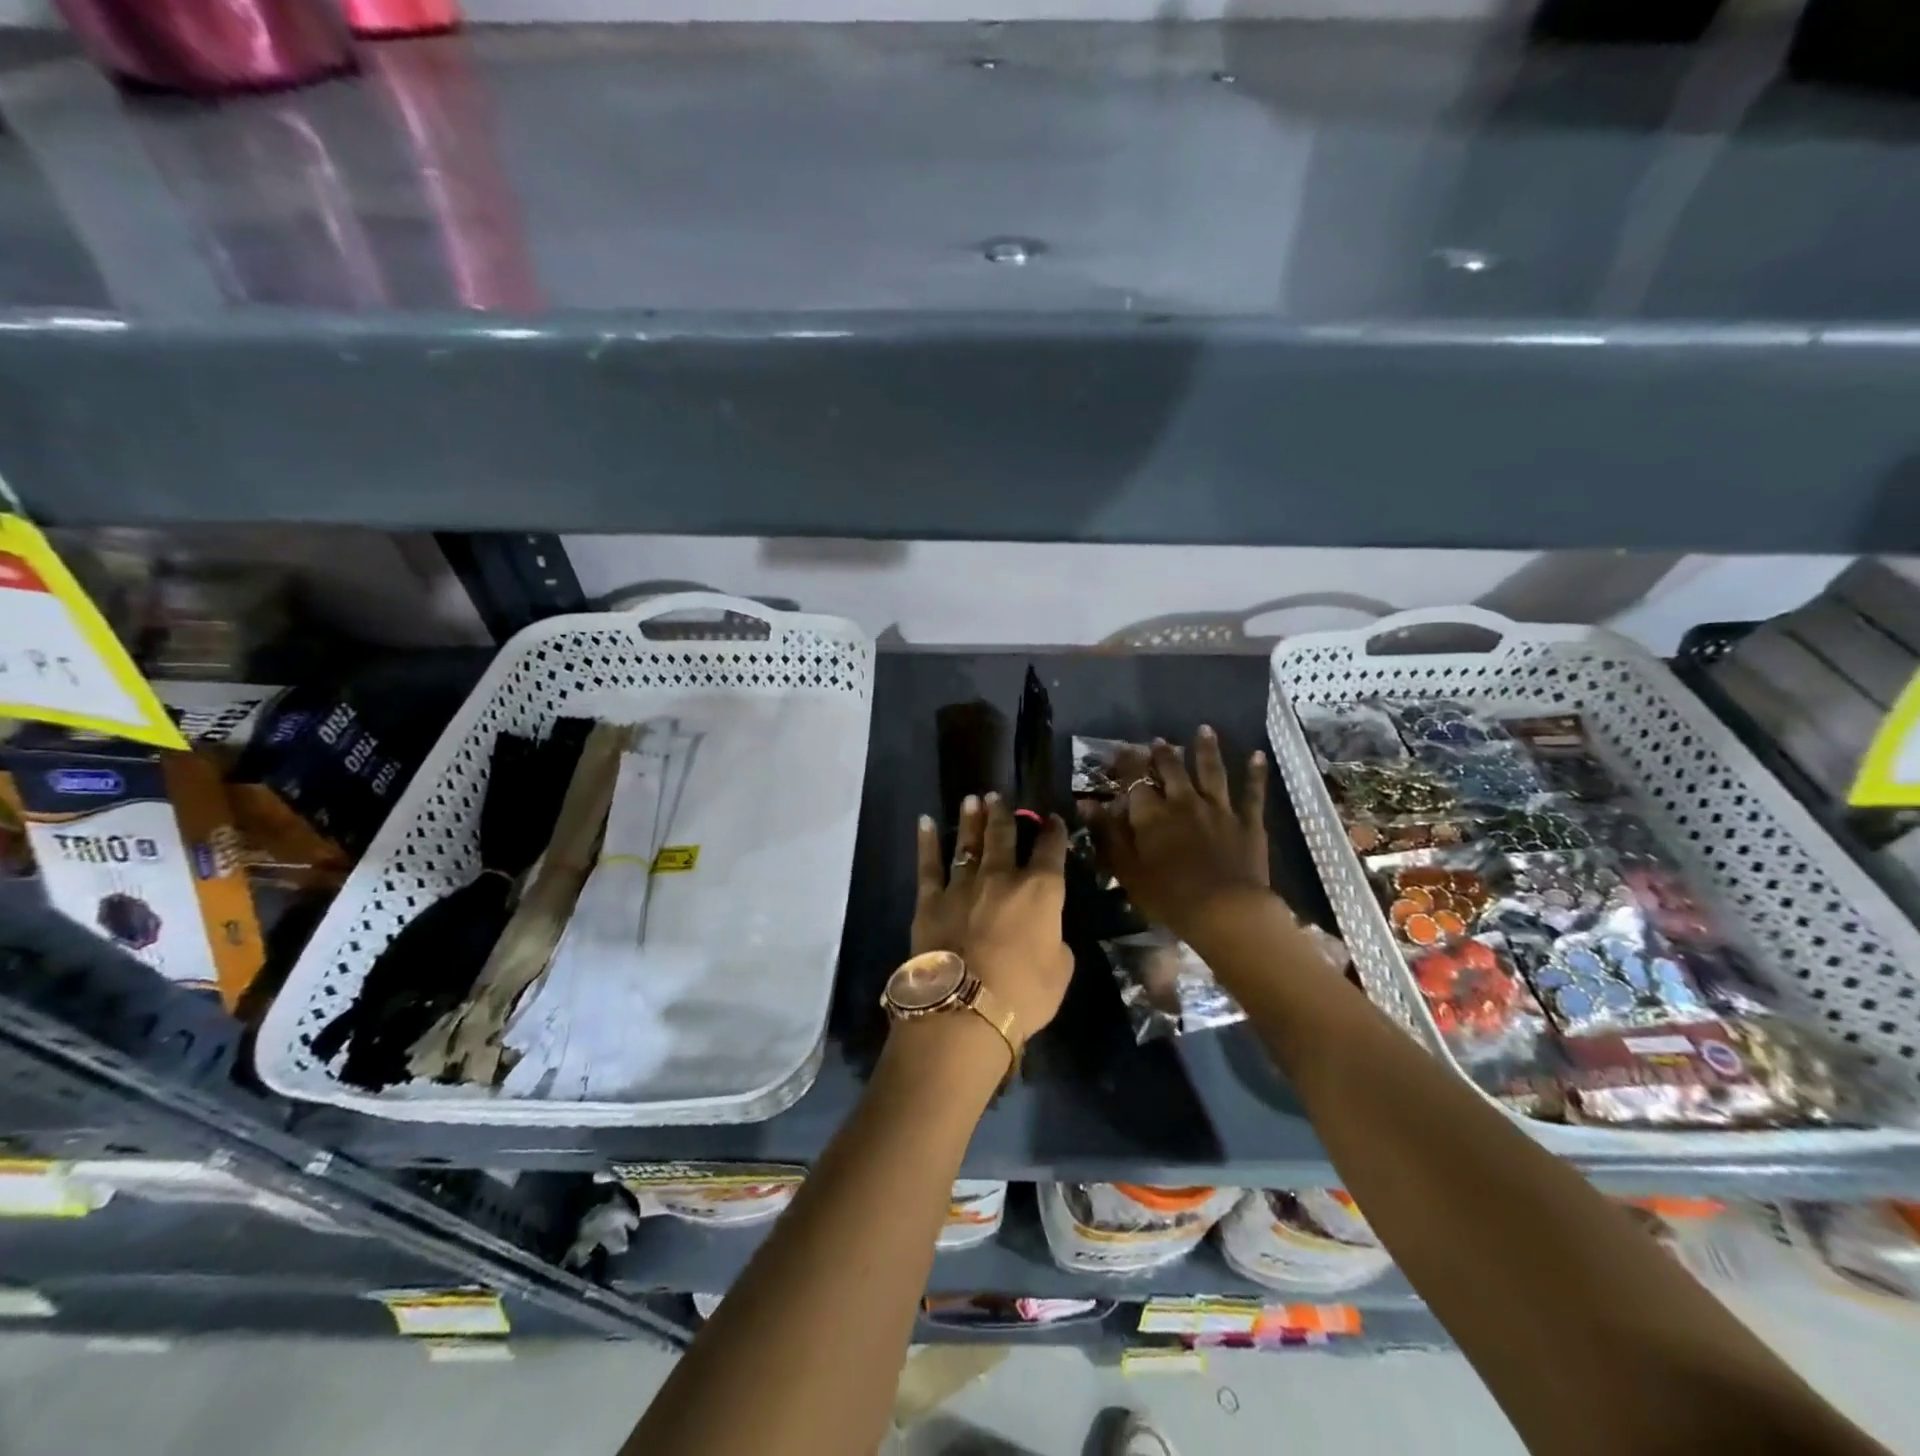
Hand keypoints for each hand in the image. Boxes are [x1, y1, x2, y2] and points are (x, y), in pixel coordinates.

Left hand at [911, 793, 1073, 1042]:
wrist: (964, 1009)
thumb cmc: (1024, 994)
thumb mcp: (1060, 971)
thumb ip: (1055, 942)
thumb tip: (1046, 932)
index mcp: (1041, 891)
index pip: (1051, 851)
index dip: (1054, 832)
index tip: (1053, 820)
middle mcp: (1002, 877)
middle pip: (1004, 837)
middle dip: (1004, 814)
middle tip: (999, 796)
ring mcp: (963, 885)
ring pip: (968, 843)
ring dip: (971, 820)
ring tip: (972, 799)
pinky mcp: (931, 900)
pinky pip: (929, 865)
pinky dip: (926, 842)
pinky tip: (924, 822)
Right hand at [1080, 726, 1271, 940]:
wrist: (1225, 911)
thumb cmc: (1168, 896)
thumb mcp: (1126, 869)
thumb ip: (1106, 833)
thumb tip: (1085, 803)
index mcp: (1152, 814)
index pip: (1135, 781)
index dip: (1127, 764)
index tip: (1121, 751)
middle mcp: (1184, 801)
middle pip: (1172, 770)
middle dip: (1163, 754)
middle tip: (1158, 741)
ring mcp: (1219, 809)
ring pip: (1211, 772)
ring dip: (1206, 750)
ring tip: (1204, 730)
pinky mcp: (1248, 822)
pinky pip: (1252, 793)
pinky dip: (1255, 773)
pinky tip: (1257, 755)